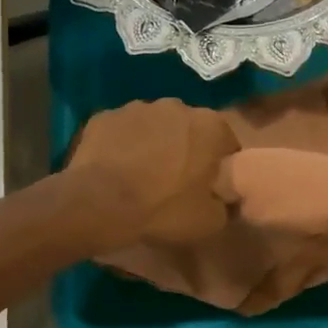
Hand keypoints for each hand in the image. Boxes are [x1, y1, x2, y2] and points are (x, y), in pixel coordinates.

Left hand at [70, 99, 237, 244]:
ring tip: (142, 175)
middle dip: (187, 149)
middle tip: (176, 182)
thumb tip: (223, 199)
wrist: (100, 204)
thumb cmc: (163, 209)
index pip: (227, 144)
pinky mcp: (106, 116)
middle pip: (189, 129)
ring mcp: (137, 107)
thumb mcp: (209, 221)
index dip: (220, 166)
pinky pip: (122, 131)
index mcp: (210, 126)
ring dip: (154, 144)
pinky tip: (116, 170)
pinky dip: (123, 145)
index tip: (209, 187)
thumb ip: (225, 205)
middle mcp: (177, 106)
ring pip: (154, 126)